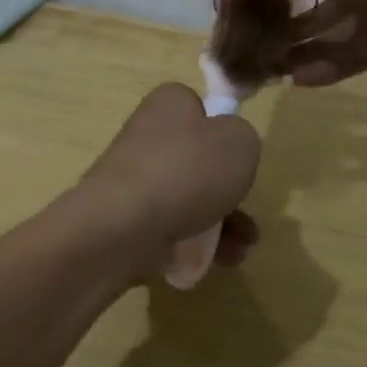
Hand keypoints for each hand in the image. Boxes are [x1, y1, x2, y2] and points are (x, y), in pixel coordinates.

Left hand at [76, 83, 261, 268]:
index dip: (223, 130)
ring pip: (188, 198)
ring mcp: (134, 179)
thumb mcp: (238, 141)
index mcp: (168, 105)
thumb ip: (242, 137)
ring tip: (242, 249)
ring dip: (221, 222)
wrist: (120, 229)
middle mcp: (147, 136)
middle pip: (197, 159)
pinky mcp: (127, 218)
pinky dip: (196, 242)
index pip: (199, 107)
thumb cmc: (185, 173)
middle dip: (228, 190)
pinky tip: (220, 261)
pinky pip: (170, 226)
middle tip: (246, 210)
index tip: (237, 156)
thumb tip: (228, 147)